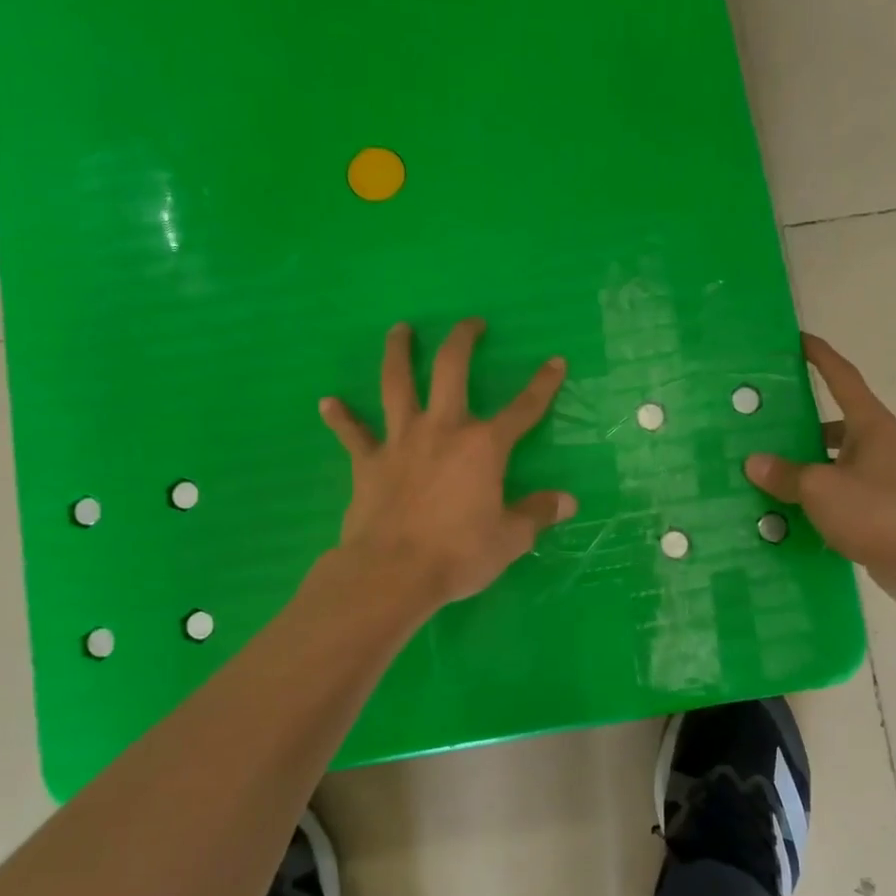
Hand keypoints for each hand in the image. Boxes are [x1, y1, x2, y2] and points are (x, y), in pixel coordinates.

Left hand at [319, 319, 576, 607]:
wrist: (392, 573)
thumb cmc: (458, 554)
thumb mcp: (510, 539)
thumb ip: (538, 514)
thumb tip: (568, 501)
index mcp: (483, 446)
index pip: (522, 409)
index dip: (542, 385)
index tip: (555, 360)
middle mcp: (442, 430)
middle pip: (450, 371)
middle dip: (462, 341)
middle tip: (469, 322)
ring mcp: (400, 442)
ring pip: (396, 385)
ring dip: (397, 353)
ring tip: (399, 330)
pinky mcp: (367, 462)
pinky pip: (351, 434)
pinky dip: (340, 417)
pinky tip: (327, 402)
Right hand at [745, 334, 895, 600]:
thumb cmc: (876, 512)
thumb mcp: (821, 489)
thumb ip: (785, 474)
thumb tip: (754, 462)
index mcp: (869, 424)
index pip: (841, 377)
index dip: (819, 355)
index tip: (797, 338)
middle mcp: (875, 442)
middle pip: (831, 418)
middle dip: (798, 416)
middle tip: (760, 414)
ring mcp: (877, 474)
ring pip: (830, 455)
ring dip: (801, 458)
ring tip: (762, 464)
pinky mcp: (874, 503)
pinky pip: (834, 485)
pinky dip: (811, 489)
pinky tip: (783, 503)